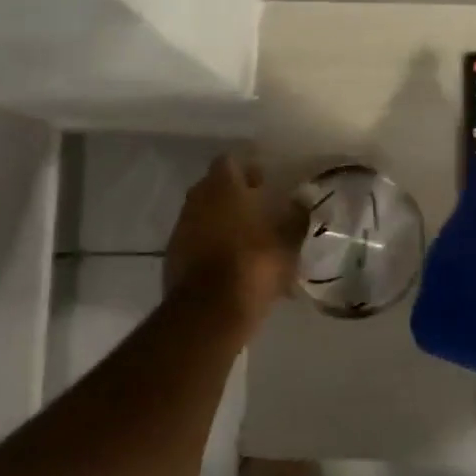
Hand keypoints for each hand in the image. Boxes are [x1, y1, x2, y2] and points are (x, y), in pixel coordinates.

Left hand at [165, 155, 307, 316]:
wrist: (208, 312)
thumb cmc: (253, 264)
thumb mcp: (288, 240)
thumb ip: (297, 215)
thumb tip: (303, 197)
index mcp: (223, 186)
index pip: (229, 162)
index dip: (246, 170)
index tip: (262, 182)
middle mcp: (197, 200)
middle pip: (213, 188)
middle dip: (233, 196)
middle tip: (258, 210)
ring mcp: (180, 229)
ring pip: (203, 216)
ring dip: (221, 222)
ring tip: (247, 241)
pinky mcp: (172, 258)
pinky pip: (195, 242)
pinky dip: (210, 247)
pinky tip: (231, 265)